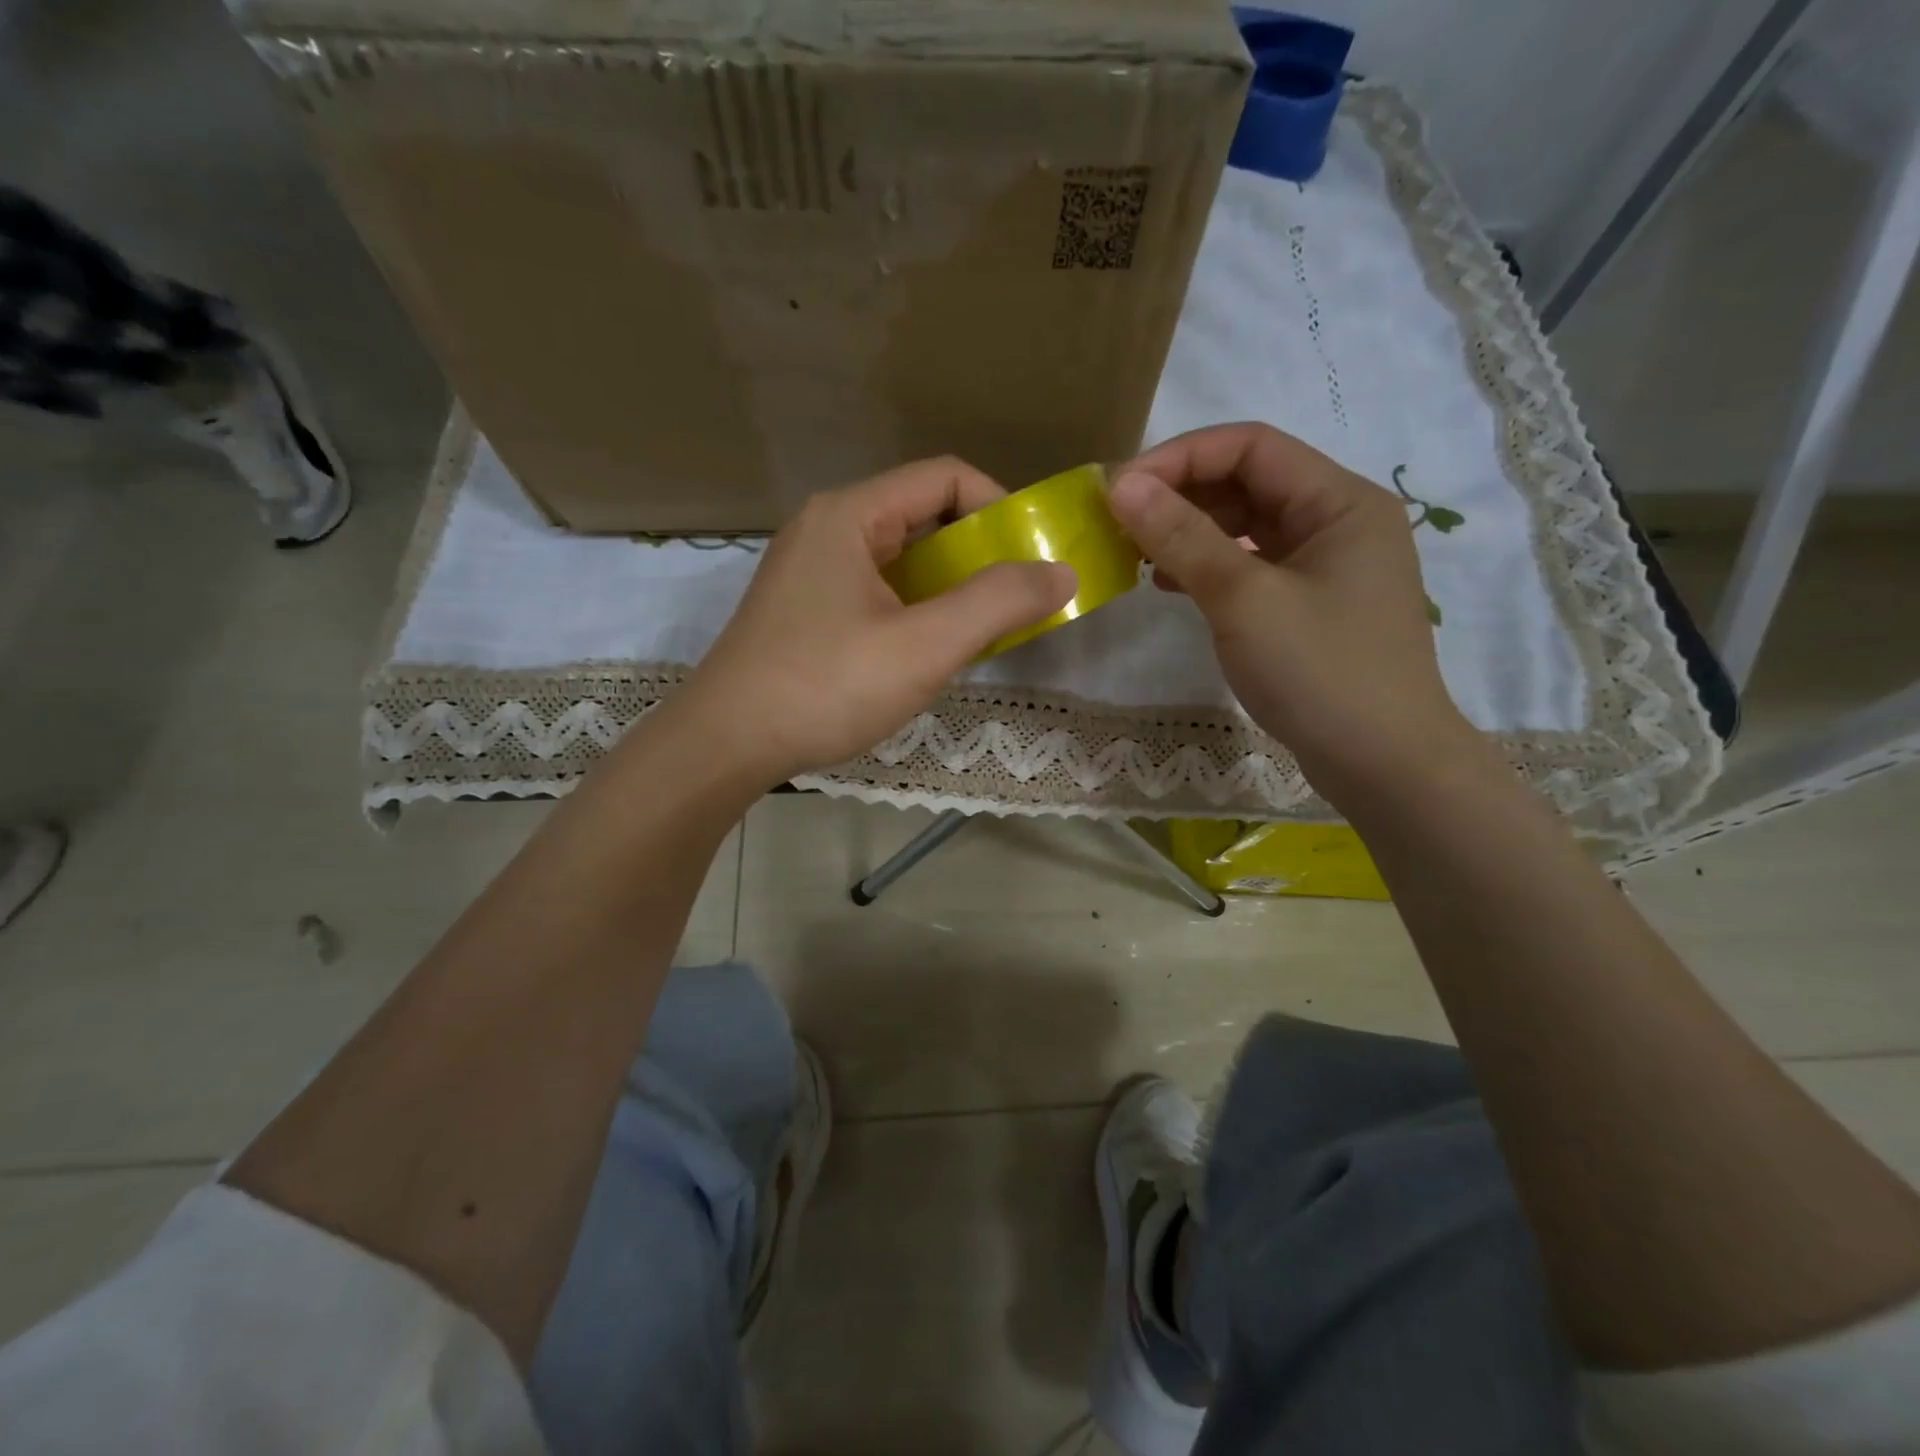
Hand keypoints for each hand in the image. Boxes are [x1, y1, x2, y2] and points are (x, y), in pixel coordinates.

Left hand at [679, 457, 1076, 785]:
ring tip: (977, 634)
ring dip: (948, 589)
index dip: (999, 508)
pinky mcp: (804, 610)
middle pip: (923, 517)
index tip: (1031, 558)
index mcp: (850, 515)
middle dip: (978, 556)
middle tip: (1014, 603)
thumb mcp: (924, 645)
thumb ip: (998, 603)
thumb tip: (1061, 572)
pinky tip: (927, 654)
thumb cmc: (825, 687)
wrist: (725, 745)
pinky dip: (915, 611)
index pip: (945, 478)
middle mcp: (827, 529)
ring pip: (901, 561)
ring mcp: (810, 571)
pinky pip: (876, 592)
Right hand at [1107, 422, 1473, 798]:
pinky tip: (1169, 586)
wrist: (1382, 764)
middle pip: (1249, 482)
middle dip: (1181, 495)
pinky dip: (1208, 568)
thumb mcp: (1243, 599)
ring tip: (1137, 554)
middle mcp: (1338, 522)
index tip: (1120, 489)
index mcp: (1340, 502)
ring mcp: (1326, 566)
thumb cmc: (1319, 672)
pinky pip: (1251, 566)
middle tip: (1120, 522)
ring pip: (1246, 526)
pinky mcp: (1310, 605)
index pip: (1251, 446)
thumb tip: (1122, 484)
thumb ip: (1182, 537)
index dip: (1181, 457)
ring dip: (1190, 532)